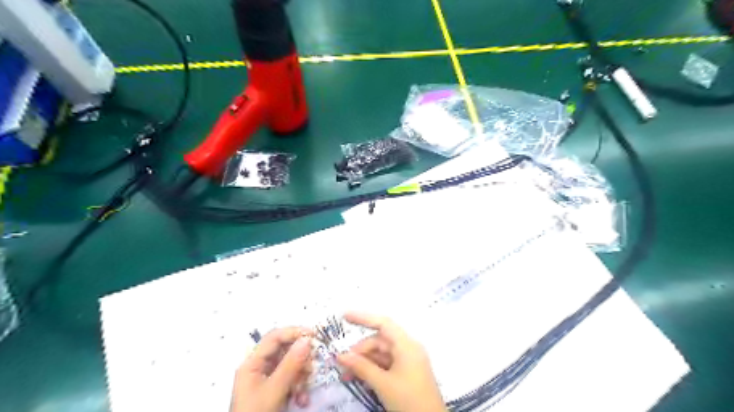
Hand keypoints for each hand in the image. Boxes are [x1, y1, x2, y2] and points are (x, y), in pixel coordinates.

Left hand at [232, 328, 311, 411]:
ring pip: (290, 365)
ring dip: (301, 375)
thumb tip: (307, 339)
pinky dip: (299, 386)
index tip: (314, 336)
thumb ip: (291, 364)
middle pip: (284, 350)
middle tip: (313, 364)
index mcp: (252, 363)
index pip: (274, 337)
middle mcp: (259, 367)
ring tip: (304, 390)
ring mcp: (266, 379)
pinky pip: (291, 379)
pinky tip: (301, 399)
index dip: (293, 332)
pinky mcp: (274, 390)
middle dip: (300, 358)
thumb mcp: (274, 390)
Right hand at [334, 313, 443, 411]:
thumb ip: (361, 367)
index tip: (344, 316)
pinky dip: (372, 369)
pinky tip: (359, 378)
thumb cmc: (409, 400)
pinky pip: (386, 364)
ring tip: (346, 375)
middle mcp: (408, 348)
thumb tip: (341, 355)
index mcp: (406, 345)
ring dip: (364, 362)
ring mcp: (408, 361)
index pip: (383, 323)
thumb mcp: (383, 384)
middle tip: (342, 364)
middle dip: (360, 350)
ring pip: (381, 354)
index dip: (363, 318)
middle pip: (380, 341)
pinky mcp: (407, 373)